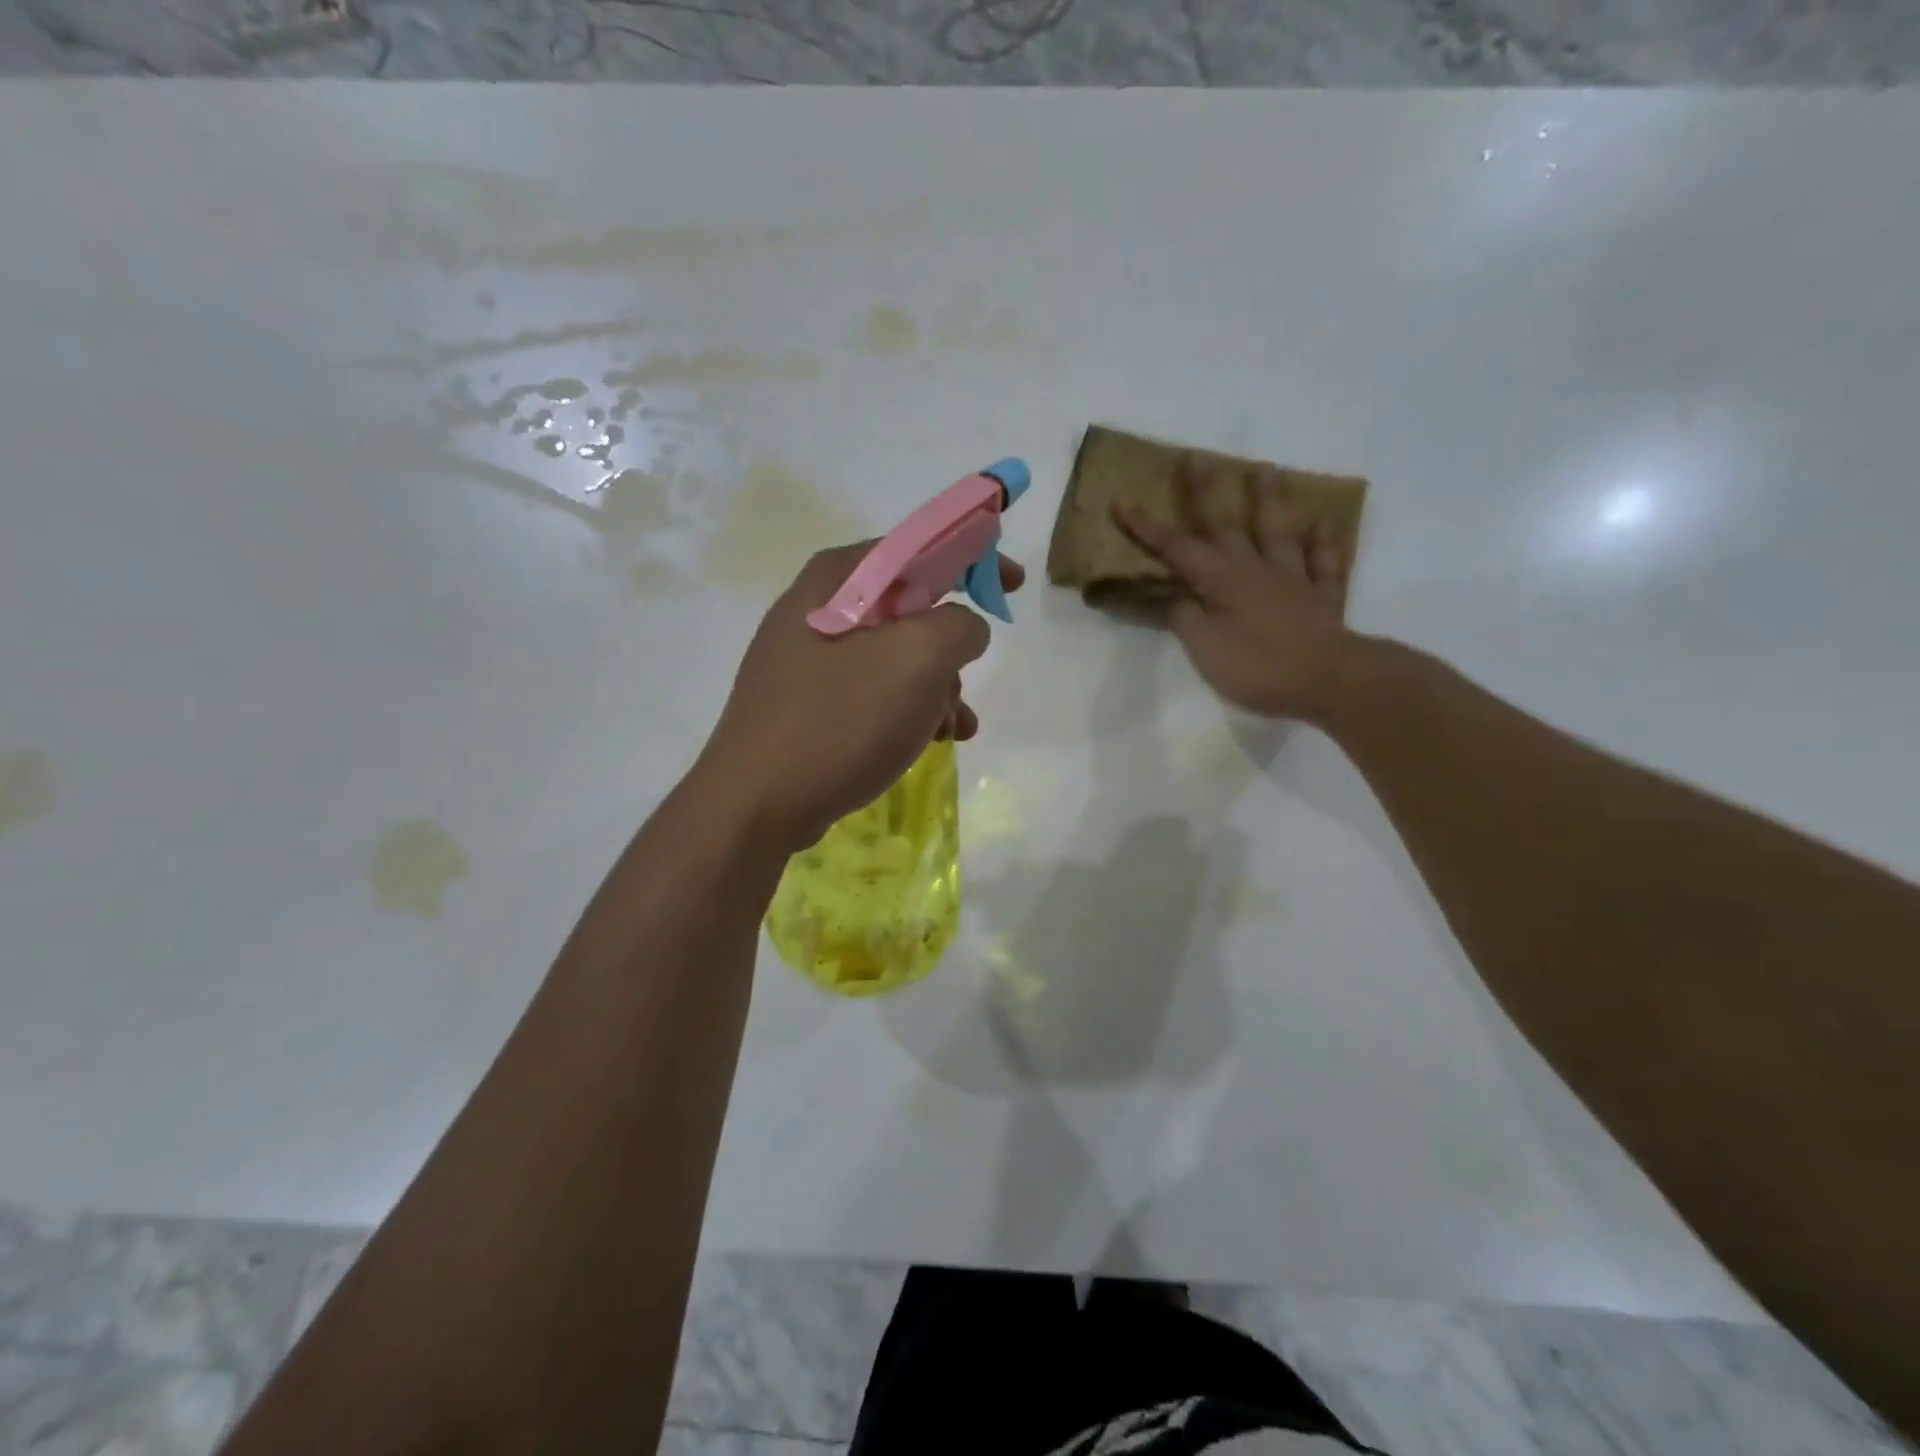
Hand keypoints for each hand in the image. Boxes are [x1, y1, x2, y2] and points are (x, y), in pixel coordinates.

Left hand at [698, 542, 1024, 848]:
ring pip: (895, 657)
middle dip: (950, 648)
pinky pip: (872, 693)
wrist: (756, 804)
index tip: (1011, 585)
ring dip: (935, 688)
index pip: (917, 546)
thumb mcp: (918, 659)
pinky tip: (927, 743)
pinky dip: (907, 711)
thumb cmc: (840, 720)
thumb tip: (963, 629)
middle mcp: (817, 608)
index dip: (972, 557)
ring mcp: (807, 659)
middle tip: (966, 680)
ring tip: (952, 729)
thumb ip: (959, 626)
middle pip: (909, 608)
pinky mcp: (806, 704)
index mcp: (837, 578)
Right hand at [1117, 454, 1353, 724]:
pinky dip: (1324, 541)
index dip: (1148, 527)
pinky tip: (1325, 521)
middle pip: (1225, 526)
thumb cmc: (1259, 667)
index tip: (1124, 501)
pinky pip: (1325, 562)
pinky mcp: (1322, 598)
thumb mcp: (1205, 649)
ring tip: (1267, 468)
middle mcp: (1256, 570)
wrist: (1329, 680)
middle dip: (1204, 493)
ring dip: (1269, 500)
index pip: (1177, 549)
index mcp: (1222, 581)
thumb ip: (1185, 618)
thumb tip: (1177, 597)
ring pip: (1278, 532)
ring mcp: (1293, 580)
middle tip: (1195, 457)